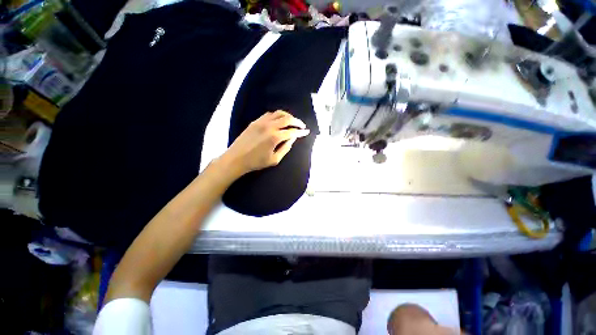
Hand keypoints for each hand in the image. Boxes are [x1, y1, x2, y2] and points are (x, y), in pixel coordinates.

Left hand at [218, 110, 309, 177]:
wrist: (236, 158)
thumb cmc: (256, 162)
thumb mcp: (274, 159)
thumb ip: (286, 148)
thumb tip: (293, 139)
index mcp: (275, 137)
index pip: (292, 131)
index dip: (301, 132)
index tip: (307, 132)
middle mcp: (269, 126)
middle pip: (287, 118)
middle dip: (297, 121)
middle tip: (302, 125)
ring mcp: (261, 122)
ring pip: (278, 113)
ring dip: (288, 116)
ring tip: (292, 121)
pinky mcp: (255, 121)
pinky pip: (269, 114)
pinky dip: (277, 115)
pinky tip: (279, 120)